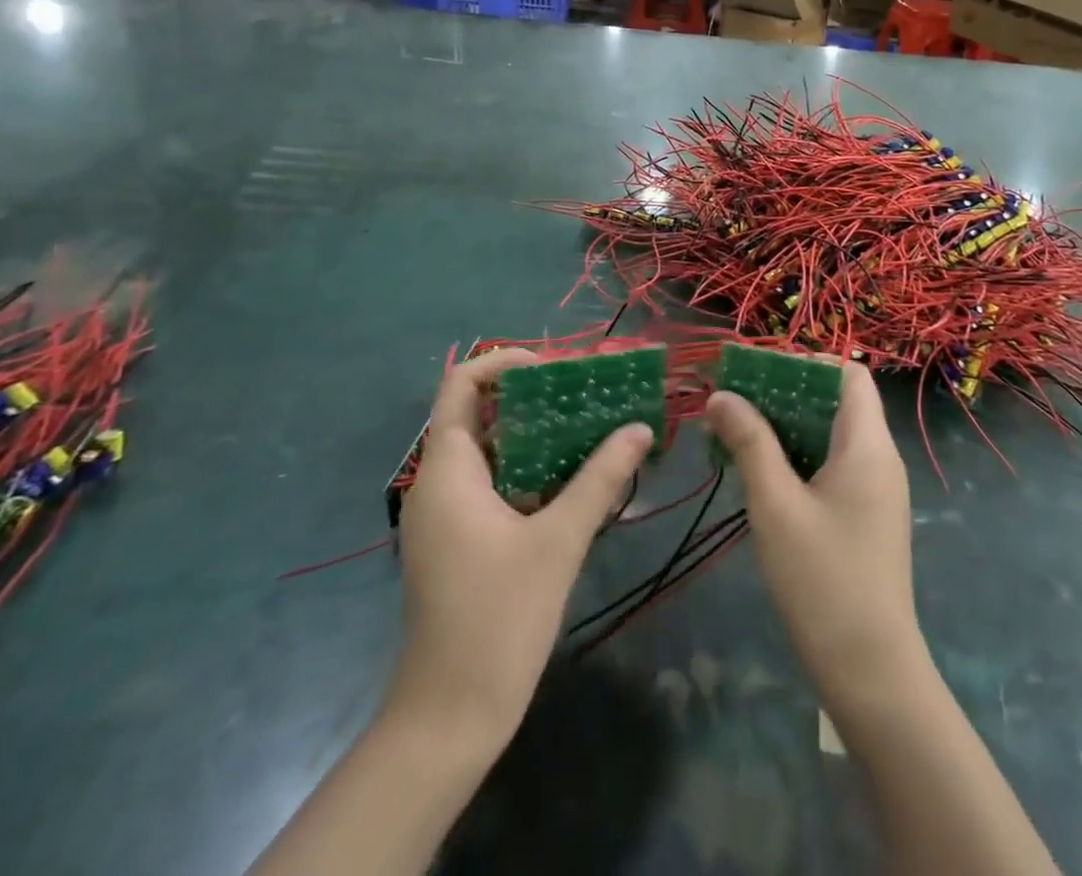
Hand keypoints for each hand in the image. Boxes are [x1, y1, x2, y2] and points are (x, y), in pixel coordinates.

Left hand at [393, 349, 652, 746]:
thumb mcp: (558, 541)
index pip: (462, 384)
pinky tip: (577, 477)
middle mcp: (440, 482)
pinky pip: (495, 483)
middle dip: (534, 396)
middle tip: (588, 393)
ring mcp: (448, 514)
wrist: (450, 718)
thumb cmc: (497, 619)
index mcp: (449, 470)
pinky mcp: (460, 540)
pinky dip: (532, 469)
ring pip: (492, 450)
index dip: (504, 362)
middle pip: (481, 412)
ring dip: (538, 433)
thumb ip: (600, 478)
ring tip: (592, 425)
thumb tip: (640, 427)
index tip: (555, 367)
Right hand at [706, 363, 925, 713]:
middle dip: (785, 394)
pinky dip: (798, 458)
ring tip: (736, 432)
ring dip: (786, 428)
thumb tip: (722, 395)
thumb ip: (750, 443)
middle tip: (734, 401)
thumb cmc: (823, 581)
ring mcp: (875, 490)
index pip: (847, 374)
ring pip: (830, 436)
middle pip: (836, 402)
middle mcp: (879, 458)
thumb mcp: (776, 506)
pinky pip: (832, 466)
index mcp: (868, 445)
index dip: (805, 363)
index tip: (757, 372)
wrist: (871, 673)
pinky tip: (759, 473)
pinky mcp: (865, 517)